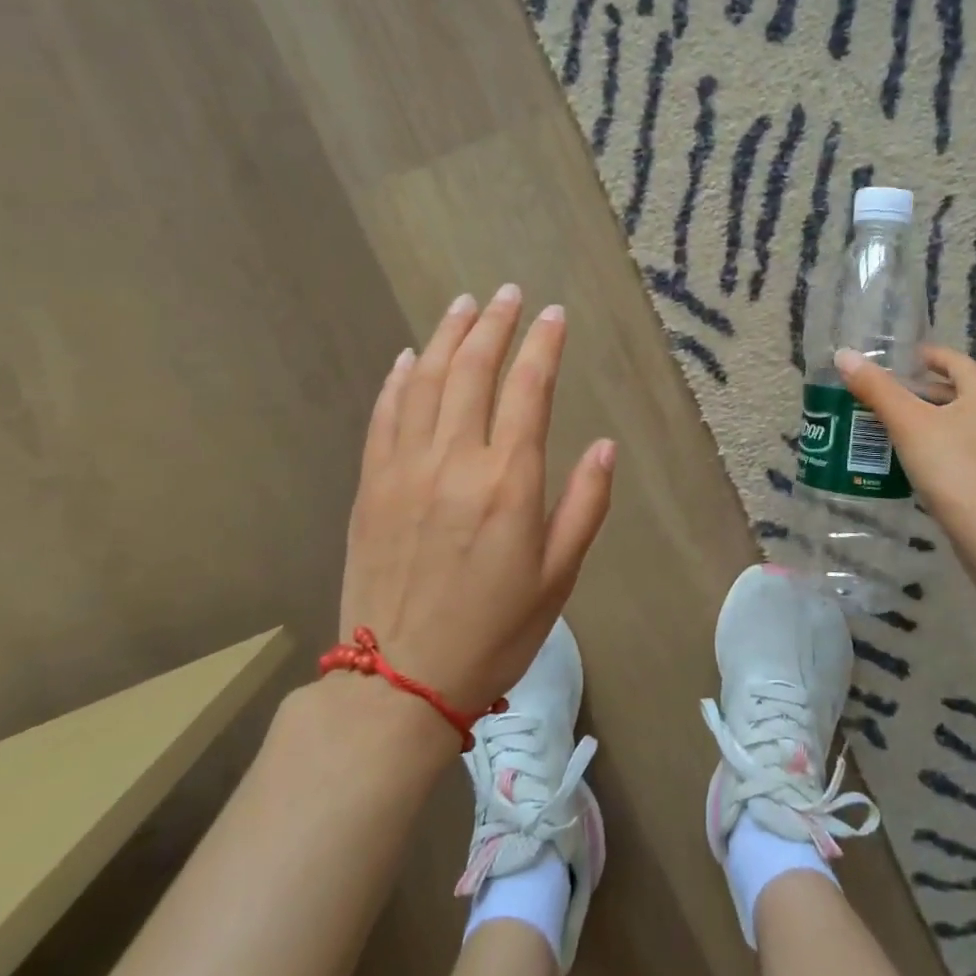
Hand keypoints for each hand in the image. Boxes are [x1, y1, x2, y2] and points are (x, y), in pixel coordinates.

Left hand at [341, 285, 615, 715]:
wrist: (399, 682)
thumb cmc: (494, 631)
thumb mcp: (559, 576)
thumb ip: (585, 504)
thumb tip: (603, 445)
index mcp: (508, 482)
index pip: (529, 389)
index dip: (543, 345)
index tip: (554, 314)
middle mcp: (454, 461)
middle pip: (473, 370)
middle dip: (495, 324)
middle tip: (509, 294)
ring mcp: (405, 469)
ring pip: (426, 381)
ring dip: (447, 336)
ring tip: (465, 305)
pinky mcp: (372, 485)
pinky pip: (385, 415)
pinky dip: (399, 378)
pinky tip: (412, 356)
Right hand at [835, 345, 975, 538]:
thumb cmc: (951, 466)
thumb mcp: (907, 423)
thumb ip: (876, 388)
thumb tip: (844, 355)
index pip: (953, 360)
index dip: (924, 356)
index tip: (896, 360)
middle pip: (955, 392)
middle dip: (919, 392)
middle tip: (882, 396)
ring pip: (958, 422)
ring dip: (926, 420)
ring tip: (889, 426)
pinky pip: (962, 448)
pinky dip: (937, 445)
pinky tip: (911, 459)